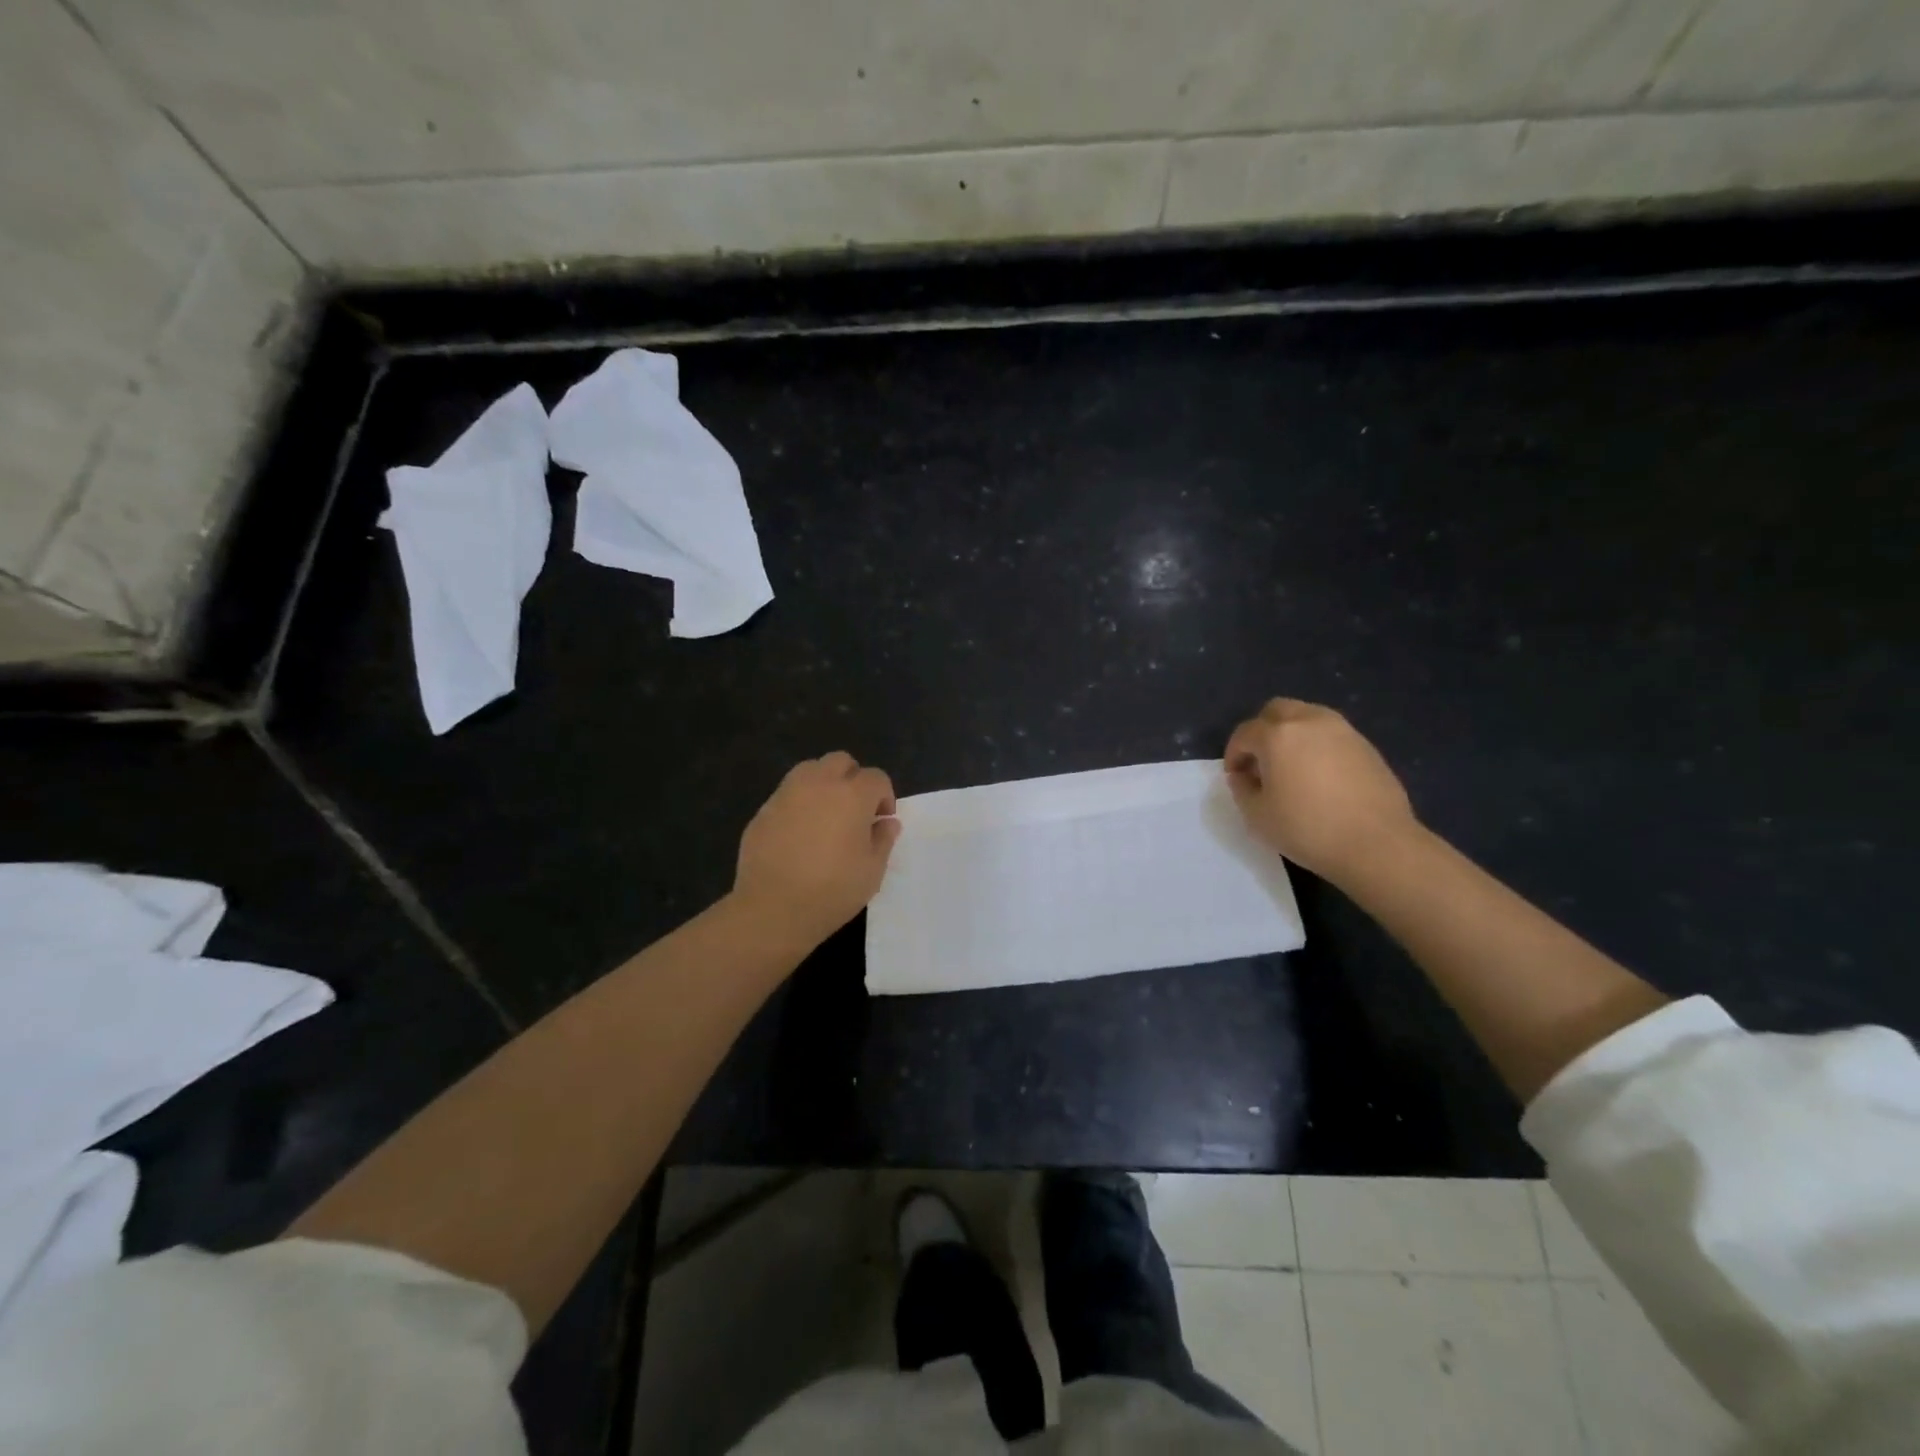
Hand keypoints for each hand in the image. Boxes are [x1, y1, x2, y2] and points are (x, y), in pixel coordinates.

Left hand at [732, 752, 901, 945]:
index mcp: (852, 795)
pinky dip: (798, 804)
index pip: (876, 777)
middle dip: (853, 778)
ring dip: (824, 784)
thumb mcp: (872, 870)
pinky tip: (798, 834)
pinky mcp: (763, 811)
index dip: (884, 796)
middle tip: (855, 810)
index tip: (881, 821)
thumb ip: (883, 839)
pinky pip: (787, 794)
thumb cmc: (833, 890)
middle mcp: (819, 784)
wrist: (773, 909)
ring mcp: (786, 794)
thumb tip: (886, 822)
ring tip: (825, 815)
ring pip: (810, 770)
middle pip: (841, 761)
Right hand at [1224, 699, 1418, 884]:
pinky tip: (1320, 776)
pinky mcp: (1366, 746)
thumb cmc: (1308, 829)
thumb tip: (1245, 776)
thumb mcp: (1257, 815)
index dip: (1233, 754)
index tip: (1235, 777)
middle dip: (1262, 731)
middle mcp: (1310, 721)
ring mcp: (1343, 731)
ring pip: (1307, 716)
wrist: (1377, 845)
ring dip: (1291, 734)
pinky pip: (1331, 735)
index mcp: (1278, 735)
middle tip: (1260, 762)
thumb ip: (1242, 789)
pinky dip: (1317, 745)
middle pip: (1277, 710)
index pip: (1245, 733)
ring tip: (1291, 767)